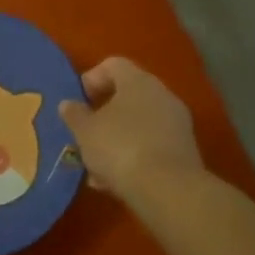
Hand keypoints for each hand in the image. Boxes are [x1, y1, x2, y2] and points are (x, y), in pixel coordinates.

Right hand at [58, 57, 203, 201]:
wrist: (168, 190)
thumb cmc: (119, 148)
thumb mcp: (85, 131)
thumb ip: (74, 114)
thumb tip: (69, 104)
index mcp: (137, 81)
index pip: (113, 64)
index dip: (92, 79)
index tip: (79, 102)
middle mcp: (162, 95)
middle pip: (128, 95)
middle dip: (104, 114)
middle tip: (86, 133)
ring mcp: (177, 123)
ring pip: (139, 124)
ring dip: (117, 139)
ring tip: (97, 166)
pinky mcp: (185, 151)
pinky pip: (152, 145)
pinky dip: (134, 156)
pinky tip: (116, 181)